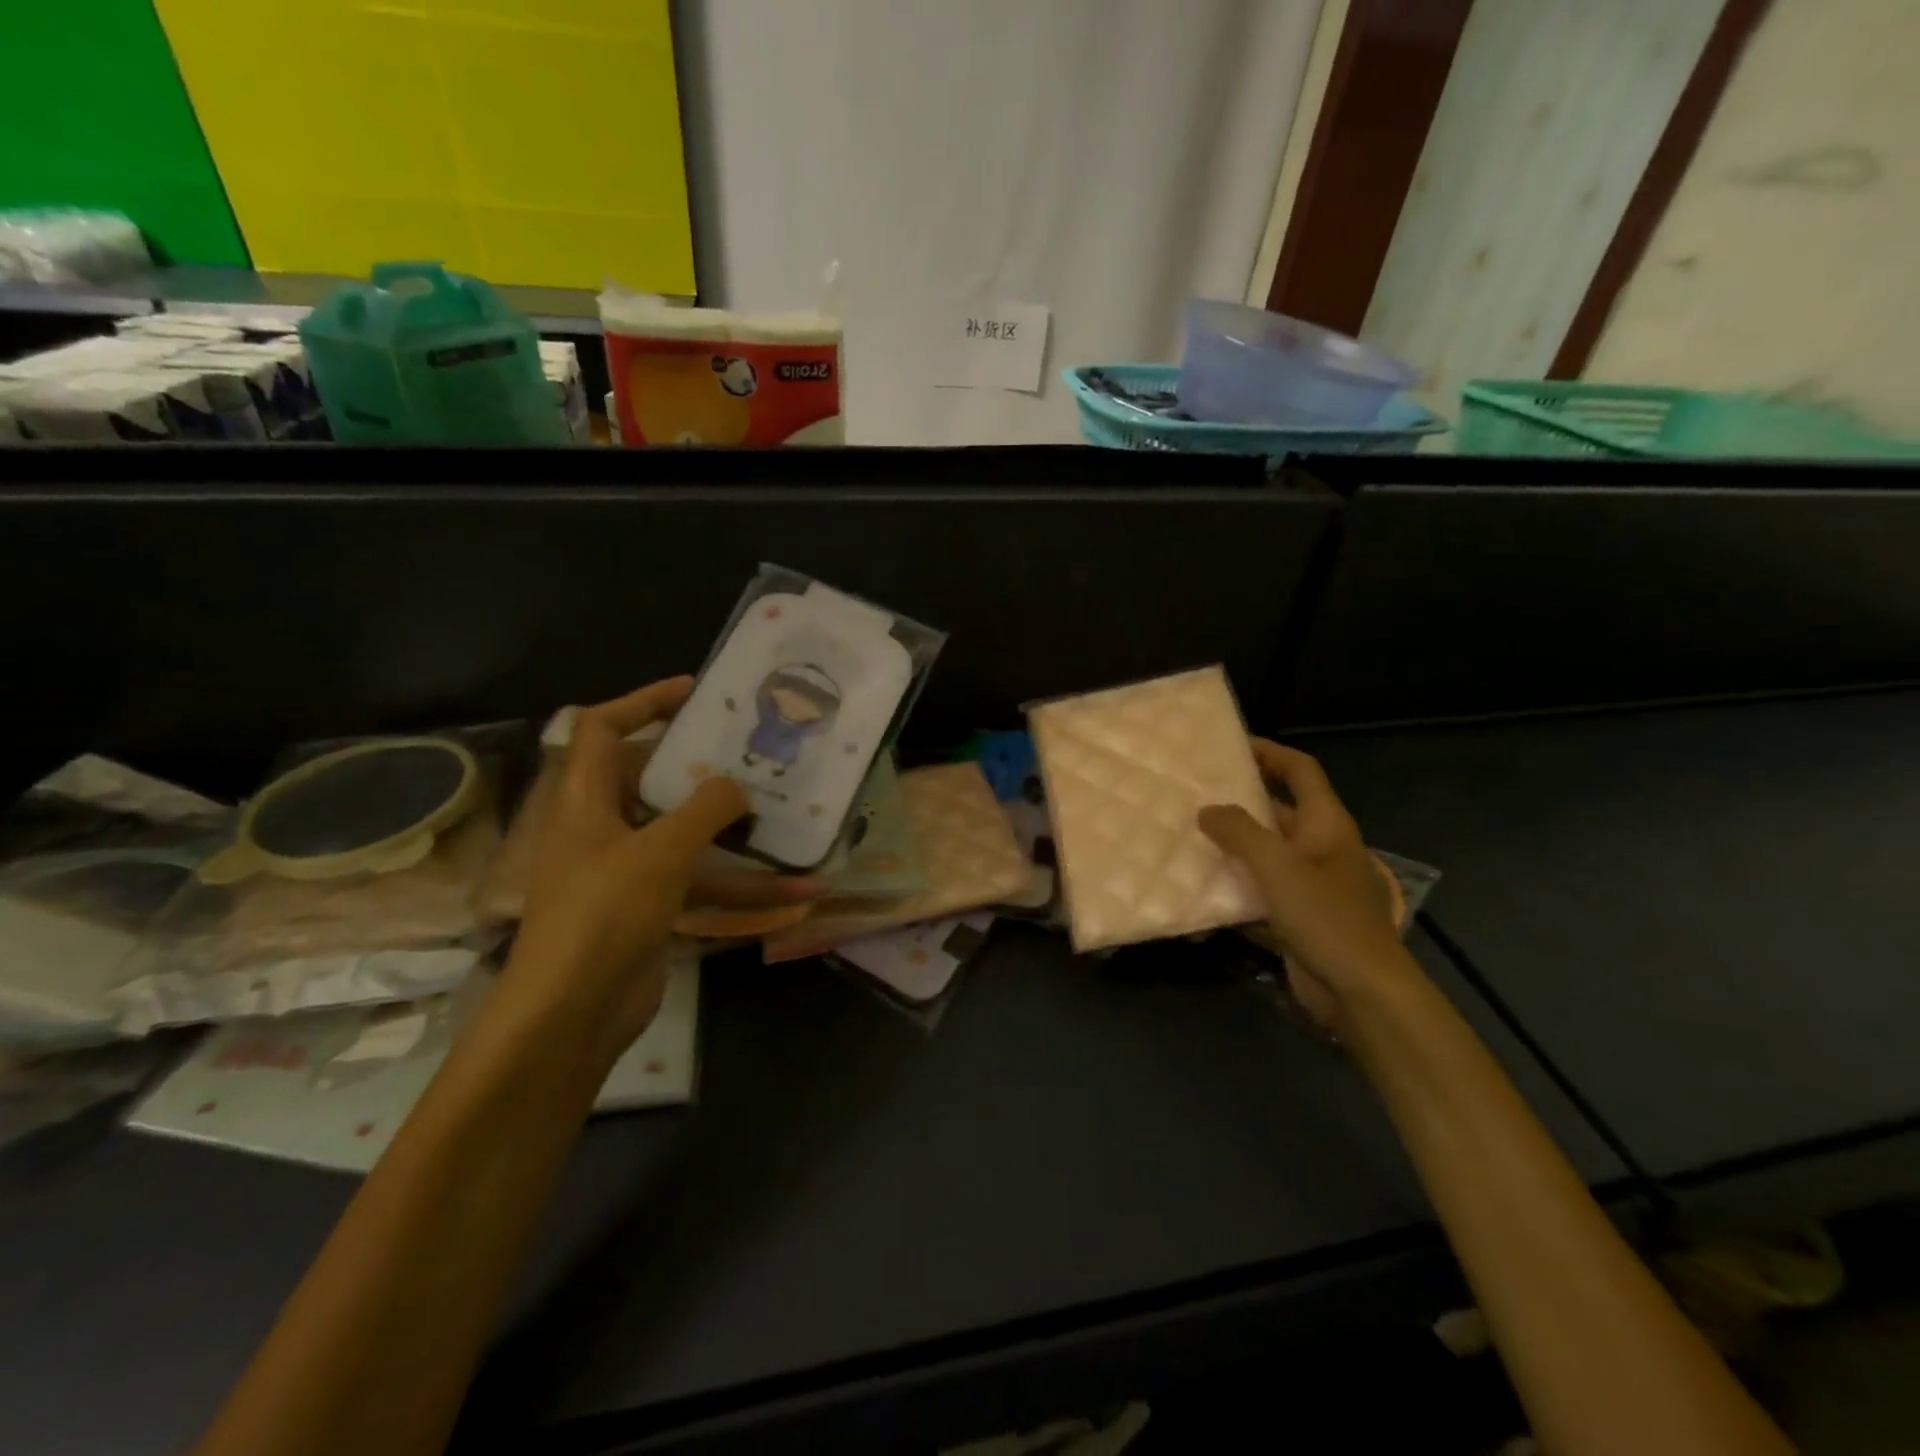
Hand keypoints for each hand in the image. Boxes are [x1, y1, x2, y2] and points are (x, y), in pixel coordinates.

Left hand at [499, 678, 773, 1069]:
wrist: (572, 1016)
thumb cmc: (604, 915)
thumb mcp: (660, 852)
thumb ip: (704, 809)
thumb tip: (736, 786)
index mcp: (586, 801)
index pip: (601, 728)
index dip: (643, 702)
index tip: (696, 694)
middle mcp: (603, 828)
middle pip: (652, 778)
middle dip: (704, 766)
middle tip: (752, 753)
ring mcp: (628, 871)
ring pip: (689, 837)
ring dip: (740, 836)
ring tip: (791, 818)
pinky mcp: (651, 908)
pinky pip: (703, 884)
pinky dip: (744, 888)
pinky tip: (797, 894)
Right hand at [1200, 739, 1421, 1031]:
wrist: (1360, 991)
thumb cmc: (1325, 917)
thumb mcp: (1278, 867)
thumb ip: (1239, 833)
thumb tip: (1207, 811)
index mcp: (1326, 824)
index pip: (1300, 771)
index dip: (1270, 752)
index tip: (1230, 745)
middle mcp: (1319, 847)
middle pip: (1277, 811)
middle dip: (1238, 802)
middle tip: (1193, 793)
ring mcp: (1309, 883)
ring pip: (1263, 853)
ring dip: (1230, 846)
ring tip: (1186, 835)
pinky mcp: (1296, 915)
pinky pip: (1258, 889)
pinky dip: (1232, 885)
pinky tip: (1198, 888)